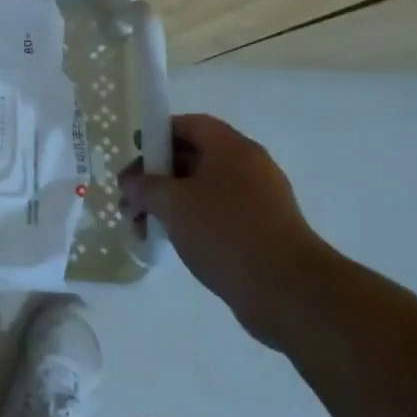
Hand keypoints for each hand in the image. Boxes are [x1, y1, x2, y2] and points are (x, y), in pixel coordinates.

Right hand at [119, 113, 333, 346]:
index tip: (135, 154)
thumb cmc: (225, 232)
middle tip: (129, 199)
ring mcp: (258, 202)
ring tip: (140, 227)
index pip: (191, 125)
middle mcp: (249, 168)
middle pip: (193, 159)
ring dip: (168, 204)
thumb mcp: (173, 203)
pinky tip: (169, 242)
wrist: (287, 291)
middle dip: (156, 177)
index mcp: (232, 149)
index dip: (159, 134)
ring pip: (202, 191)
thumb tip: (130, 182)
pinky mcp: (261, 233)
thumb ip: (145, 187)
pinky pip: (217, 216)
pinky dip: (190, 223)